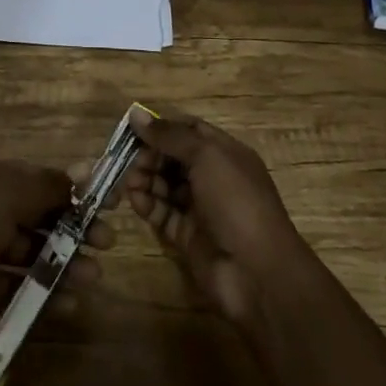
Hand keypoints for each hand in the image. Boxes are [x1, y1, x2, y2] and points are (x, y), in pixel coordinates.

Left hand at [0, 160, 115, 341]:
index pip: (45, 180)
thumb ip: (49, 185)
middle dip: (76, 229)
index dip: (78, 191)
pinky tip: (68, 306)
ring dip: (64, 263)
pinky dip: (40, 294)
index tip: (111, 204)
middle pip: (42, 216)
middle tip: (108, 245)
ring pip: (31, 253)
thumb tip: (86, 169)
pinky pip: (14, 286)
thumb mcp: (7, 197)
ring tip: (94, 280)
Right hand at [124, 108, 309, 326]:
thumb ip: (170, 136)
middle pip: (175, 158)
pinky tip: (134, 199)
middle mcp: (213, 177)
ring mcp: (201, 208)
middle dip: (150, 155)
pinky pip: (163, 214)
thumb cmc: (236, 201)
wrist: (258, 272)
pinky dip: (148, 205)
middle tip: (127, 159)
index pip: (189, 130)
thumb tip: (136, 114)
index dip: (162, 127)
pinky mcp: (188, 236)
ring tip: (127, 181)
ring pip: (166, 186)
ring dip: (146, 179)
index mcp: (225, 153)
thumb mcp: (206, 157)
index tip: (132, 128)